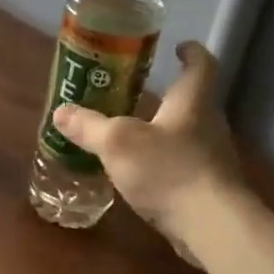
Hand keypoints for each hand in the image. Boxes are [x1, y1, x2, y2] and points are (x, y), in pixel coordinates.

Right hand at [50, 40, 248, 256]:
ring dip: (165, 130)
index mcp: (192, 102)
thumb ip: (89, 126)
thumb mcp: (118, 144)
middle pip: (193, 101)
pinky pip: (185, 165)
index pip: (201, 65)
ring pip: (189, 135)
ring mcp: (212, 159)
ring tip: (134, 133)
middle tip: (138, 91)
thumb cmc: (169, 170)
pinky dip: (166, 163)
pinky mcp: (210, 189)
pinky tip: (143, 175)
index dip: (191, 53)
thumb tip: (61, 112)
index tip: (180, 47)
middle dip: (169, 95)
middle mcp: (208, 125)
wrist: (213, 227)